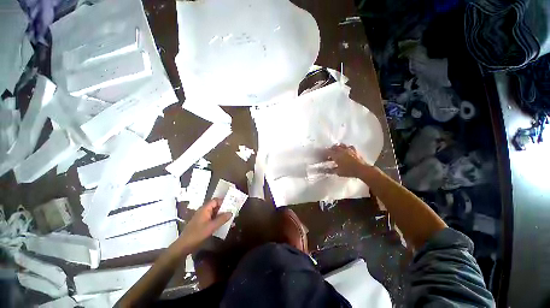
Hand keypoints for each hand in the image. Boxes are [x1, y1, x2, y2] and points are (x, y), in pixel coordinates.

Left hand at [179, 199, 231, 247]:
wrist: (183, 246)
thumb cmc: (197, 234)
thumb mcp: (211, 227)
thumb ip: (222, 219)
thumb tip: (231, 212)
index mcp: (204, 209)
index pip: (215, 200)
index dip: (223, 201)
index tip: (231, 205)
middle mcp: (203, 211)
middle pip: (215, 206)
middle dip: (224, 209)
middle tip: (233, 212)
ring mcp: (202, 217)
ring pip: (214, 213)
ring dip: (221, 215)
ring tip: (230, 219)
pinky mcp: (202, 224)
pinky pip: (212, 219)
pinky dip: (218, 220)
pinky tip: (223, 225)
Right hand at [326, 144, 371, 177]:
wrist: (362, 169)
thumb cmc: (348, 171)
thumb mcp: (338, 172)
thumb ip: (330, 170)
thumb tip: (325, 170)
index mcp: (336, 155)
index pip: (327, 152)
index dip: (324, 154)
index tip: (323, 157)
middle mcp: (341, 150)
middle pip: (334, 147)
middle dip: (330, 149)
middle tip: (329, 154)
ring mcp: (348, 149)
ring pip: (341, 145)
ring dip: (338, 147)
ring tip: (337, 150)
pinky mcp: (355, 150)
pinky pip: (349, 146)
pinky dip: (346, 148)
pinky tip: (346, 150)